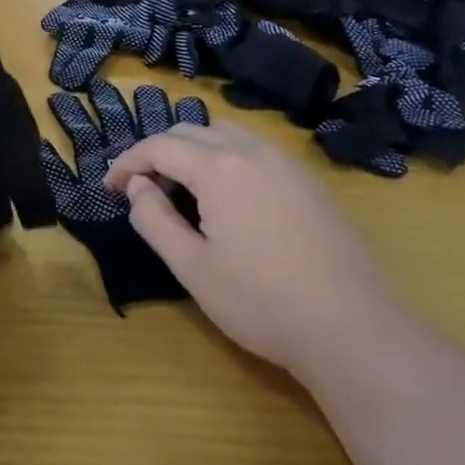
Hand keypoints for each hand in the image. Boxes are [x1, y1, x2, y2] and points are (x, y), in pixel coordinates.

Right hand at [103, 121, 403, 381]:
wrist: (354, 332)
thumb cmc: (262, 302)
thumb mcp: (192, 267)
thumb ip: (153, 219)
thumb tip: (137, 187)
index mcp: (218, 168)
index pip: (159, 147)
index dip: (128, 162)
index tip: (110, 186)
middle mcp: (251, 152)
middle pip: (190, 131)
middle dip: (158, 152)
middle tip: (143, 186)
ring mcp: (286, 165)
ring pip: (226, 134)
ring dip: (195, 148)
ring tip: (184, 185)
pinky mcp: (311, 184)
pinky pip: (257, 150)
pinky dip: (228, 157)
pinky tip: (232, 197)